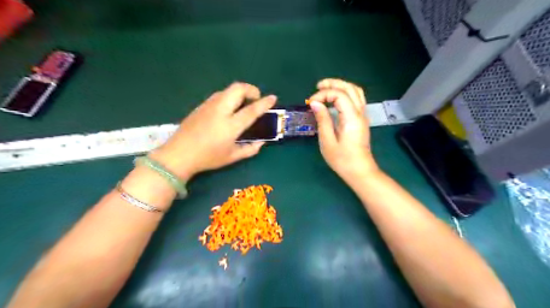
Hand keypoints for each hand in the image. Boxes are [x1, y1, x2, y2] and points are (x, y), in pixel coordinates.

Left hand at [150, 83, 274, 181]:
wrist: (178, 154)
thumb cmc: (208, 158)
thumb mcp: (232, 157)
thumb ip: (250, 149)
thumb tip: (262, 142)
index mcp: (230, 126)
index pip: (251, 110)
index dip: (264, 103)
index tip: (273, 98)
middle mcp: (220, 111)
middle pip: (238, 89)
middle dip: (251, 89)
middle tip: (255, 99)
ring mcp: (209, 106)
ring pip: (228, 90)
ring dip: (239, 92)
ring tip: (243, 104)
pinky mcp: (201, 105)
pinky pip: (219, 95)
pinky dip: (229, 97)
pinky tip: (228, 109)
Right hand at [307, 79, 380, 181]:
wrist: (359, 170)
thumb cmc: (342, 159)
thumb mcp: (327, 141)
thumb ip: (322, 119)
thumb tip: (315, 103)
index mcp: (351, 118)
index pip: (339, 95)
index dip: (323, 94)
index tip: (311, 103)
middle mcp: (360, 113)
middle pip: (350, 88)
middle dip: (333, 83)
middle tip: (318, 86)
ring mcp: (363, 115)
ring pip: (355, 91)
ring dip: (341, 86)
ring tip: (325, 89)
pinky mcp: (361, 119)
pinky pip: (356, 98)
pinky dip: (345, 93)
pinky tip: (335, 99)